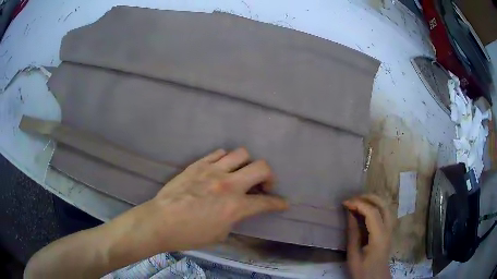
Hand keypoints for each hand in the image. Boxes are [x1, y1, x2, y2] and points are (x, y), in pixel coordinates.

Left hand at [106, 148, 288, 256]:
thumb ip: (235, 218)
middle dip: (270, 176)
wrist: (161, 221)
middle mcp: (228, 184)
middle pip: (262, 167)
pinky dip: (226, 159)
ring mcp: (212, 171)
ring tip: (241, 174)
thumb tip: (239, 210)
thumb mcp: (220, 234)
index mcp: (235, 207)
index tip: (283, 203)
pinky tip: (222, 168)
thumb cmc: (190, 234)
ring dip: (247, 164)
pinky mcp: (198, 164)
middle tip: (264, 185)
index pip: (266, 202)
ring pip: (241, 154)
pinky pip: (218, 153)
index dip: (279, 203)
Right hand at [343, 195, 391, 278]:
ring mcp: (391, 229)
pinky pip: (385, 212)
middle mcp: (388, 229)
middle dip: (367, 198)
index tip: (345, 203)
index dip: (359, 204)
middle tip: (352, 199)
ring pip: (386, 206)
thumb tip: (350, 213)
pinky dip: (376, 206)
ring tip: (358, 202)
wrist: (376, 278)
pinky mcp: (389, 231)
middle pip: (383, 204)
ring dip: (373, 200)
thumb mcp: (353, 255)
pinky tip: (366, 210)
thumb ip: (353, 233)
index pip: (372, 212)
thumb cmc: (363, 270)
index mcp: (379, 236)